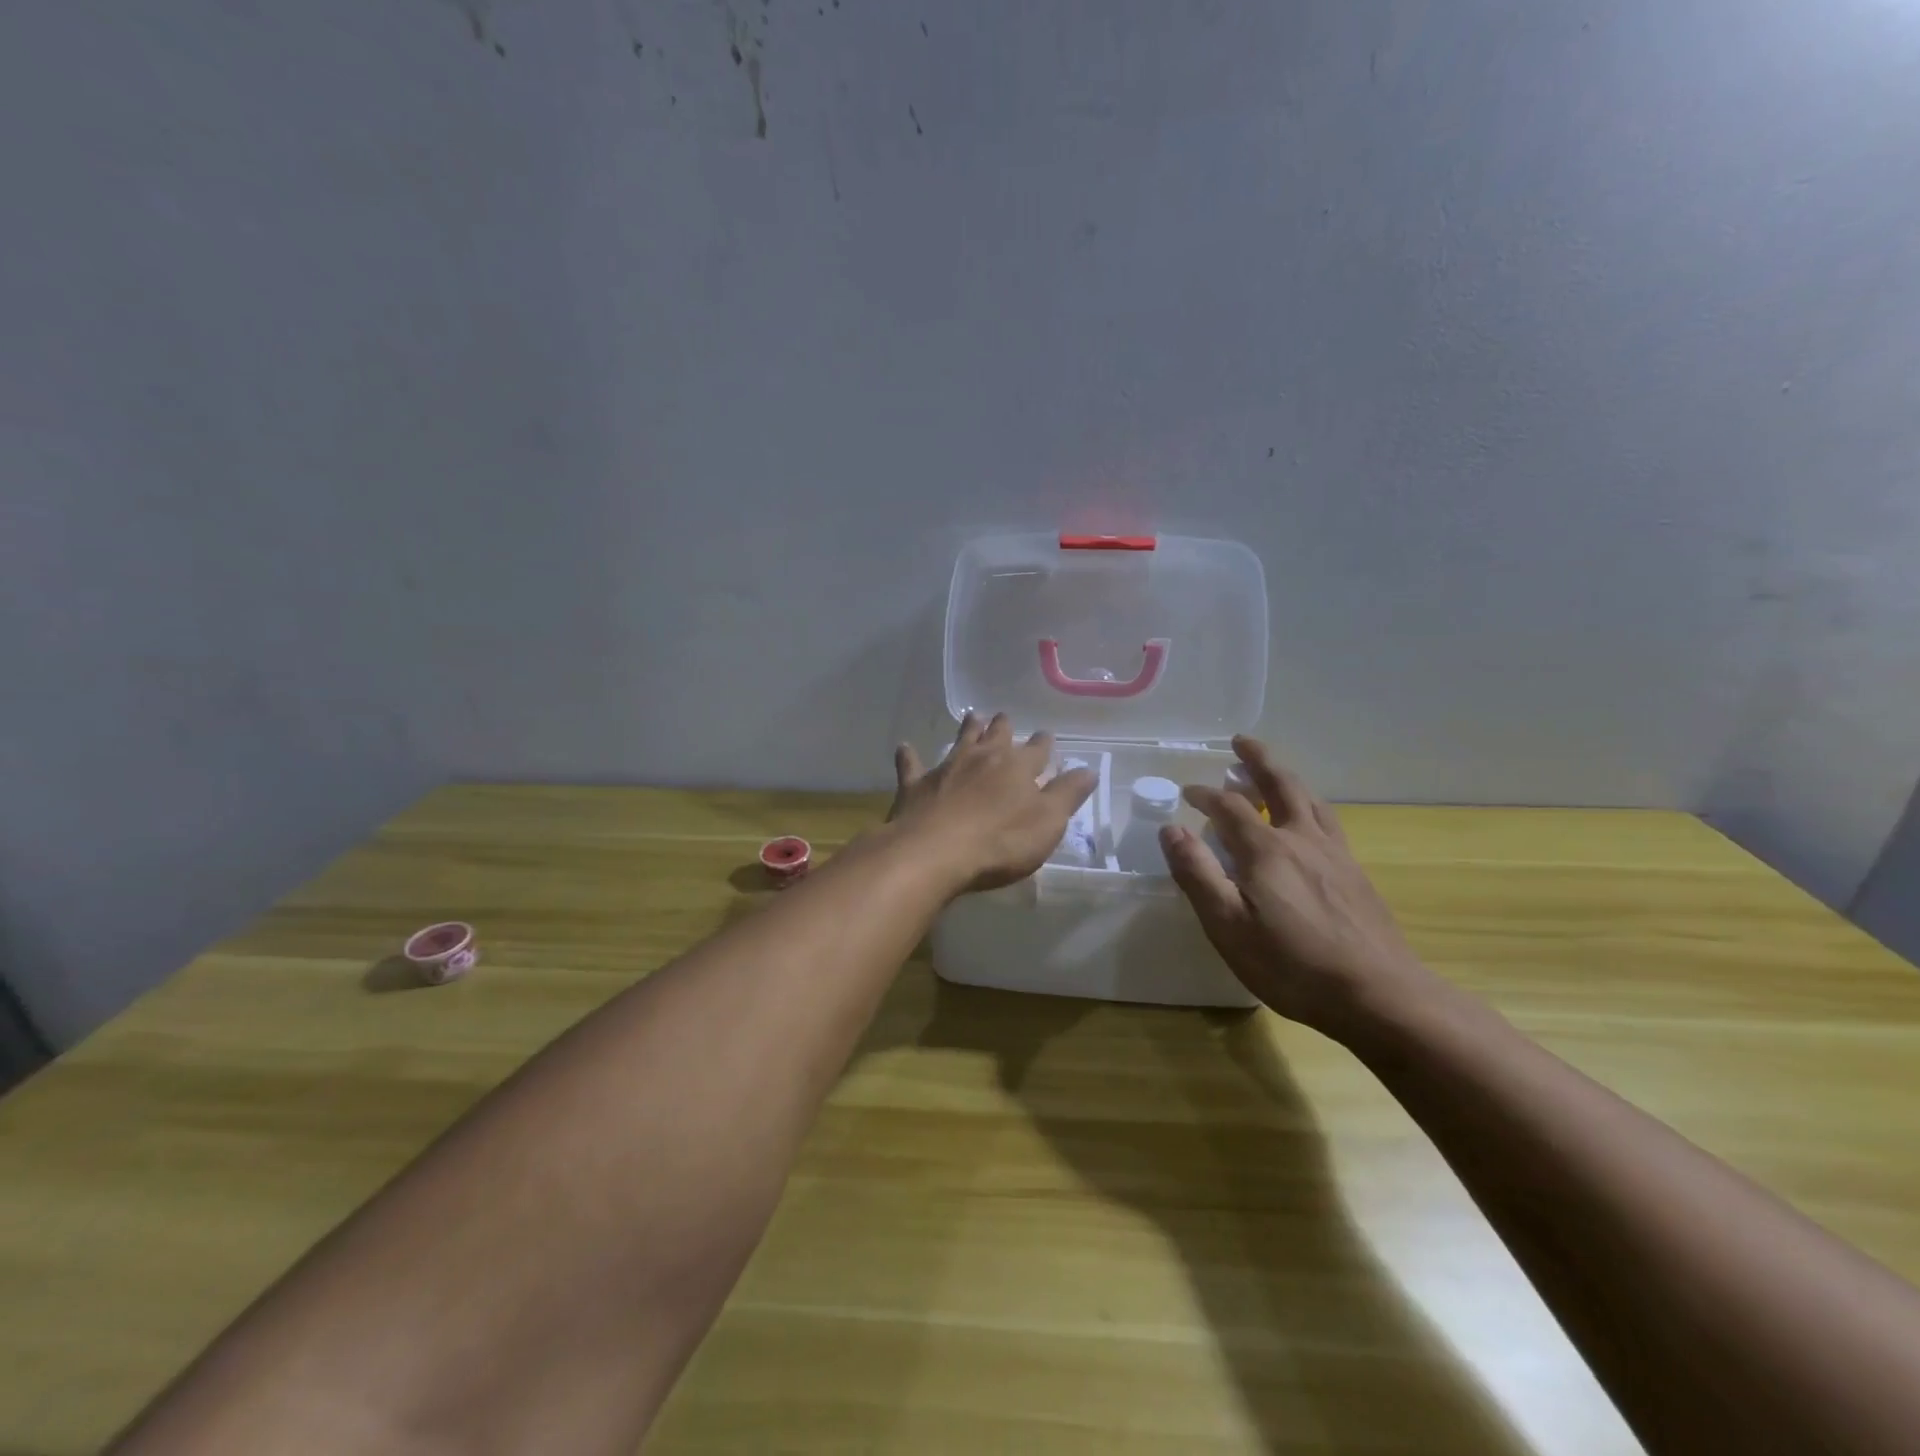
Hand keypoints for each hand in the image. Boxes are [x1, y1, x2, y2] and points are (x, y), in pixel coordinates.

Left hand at [889, 713, 1097, 894]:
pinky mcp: (916, 784)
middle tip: (1004, 718)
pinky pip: (911, 765)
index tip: (1047, 737)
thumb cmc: (1000, 842)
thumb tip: (1088, 769)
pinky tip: (904, 747)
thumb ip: (1067, 795)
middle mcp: (983, 758)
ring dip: (968, 729)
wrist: (935, 851)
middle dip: (1004, 726)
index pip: (1037, 750)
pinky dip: (909, 756)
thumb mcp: (1047, 823)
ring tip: (973, 716)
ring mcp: (947, 767)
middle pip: (997, 735)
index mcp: (1018, 767)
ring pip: (960, 740)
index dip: (1044, 744)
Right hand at [1159, 736, 1438, 1040]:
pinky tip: (1309, 821)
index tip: (1187, 792)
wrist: (1378, 994)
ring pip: (1310, 800)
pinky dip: (1310, 805)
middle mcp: (1302, 839)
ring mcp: (1335, 854)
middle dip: (1258, 760)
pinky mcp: (1355, 874)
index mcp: (1266, 849)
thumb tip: (1171, 829)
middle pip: (1280, 784)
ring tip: (1273, 771)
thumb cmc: (1291, 964)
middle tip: (1241, 741)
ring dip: (1286, 777)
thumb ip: (1197, 874)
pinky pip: (1328, 822)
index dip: (1205, 794)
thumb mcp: (1228, 925)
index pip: (1229, 806)